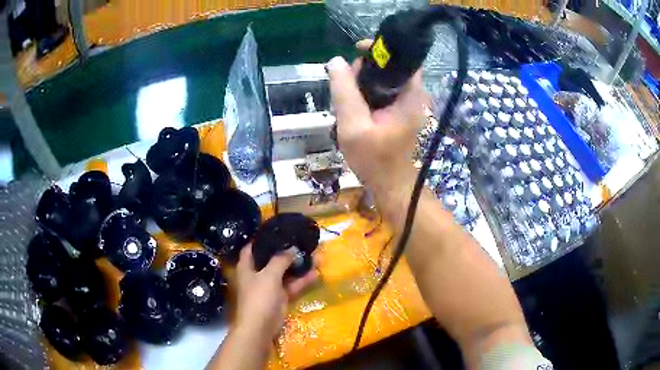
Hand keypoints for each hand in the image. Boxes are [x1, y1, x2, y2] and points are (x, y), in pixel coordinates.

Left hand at [233, 245, 317, 338]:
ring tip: (316, 255)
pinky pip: (292, 286)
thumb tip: (292, 249)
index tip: (277, 231)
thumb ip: (280, 260)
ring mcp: (270, 286)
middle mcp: (257, 274)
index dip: (262, 239)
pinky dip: (302, 281)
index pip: (252, 247)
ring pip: (285, 273)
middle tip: (303, 242)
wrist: (260, 327)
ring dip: (299, 266)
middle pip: (272, 259)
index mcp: (247, 266)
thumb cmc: (259, 297)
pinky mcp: (280, 297)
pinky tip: (316, 273)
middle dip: (287, 252)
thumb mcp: (269, 275)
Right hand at [326, 47, 427, 224]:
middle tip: (345, 86)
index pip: (403, 59)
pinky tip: (354, 107)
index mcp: (410, 95)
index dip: (381, 50)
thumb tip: (336, 61)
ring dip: (363, 84)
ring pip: (384, 80)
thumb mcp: (353, 124)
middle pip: (390, 68)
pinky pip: (382, 93)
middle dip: (366, 70)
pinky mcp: (399, 112)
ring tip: (346, 99)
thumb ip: (344, 91)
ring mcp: (407, 104)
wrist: (389, 185)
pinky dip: (367, 95)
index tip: (357, 52)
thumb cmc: (374, 159)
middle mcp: (413, 96)